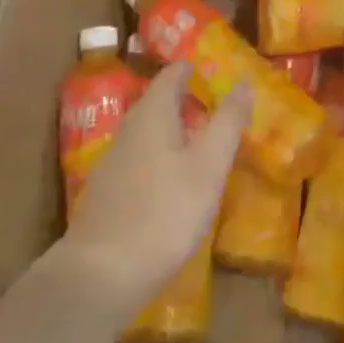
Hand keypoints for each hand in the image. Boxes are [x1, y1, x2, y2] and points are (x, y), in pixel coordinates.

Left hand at [60, 63, 250, 315]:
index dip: (190, 68)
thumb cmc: (164, 212)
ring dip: (171, 131)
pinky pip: (138, 160)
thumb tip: (243, 82)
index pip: (171, 75)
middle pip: (156, 102)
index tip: (211, 69)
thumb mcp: (208, 167)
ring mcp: (113, 162)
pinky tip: (172, 183)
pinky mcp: (106, 194)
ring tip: (199, 143)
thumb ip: (227, 123)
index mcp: (153, 114)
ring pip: (146, 133)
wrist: (100, 274)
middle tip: (213, 107)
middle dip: (183, 100)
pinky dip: (159, 158)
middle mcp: (128, 129)